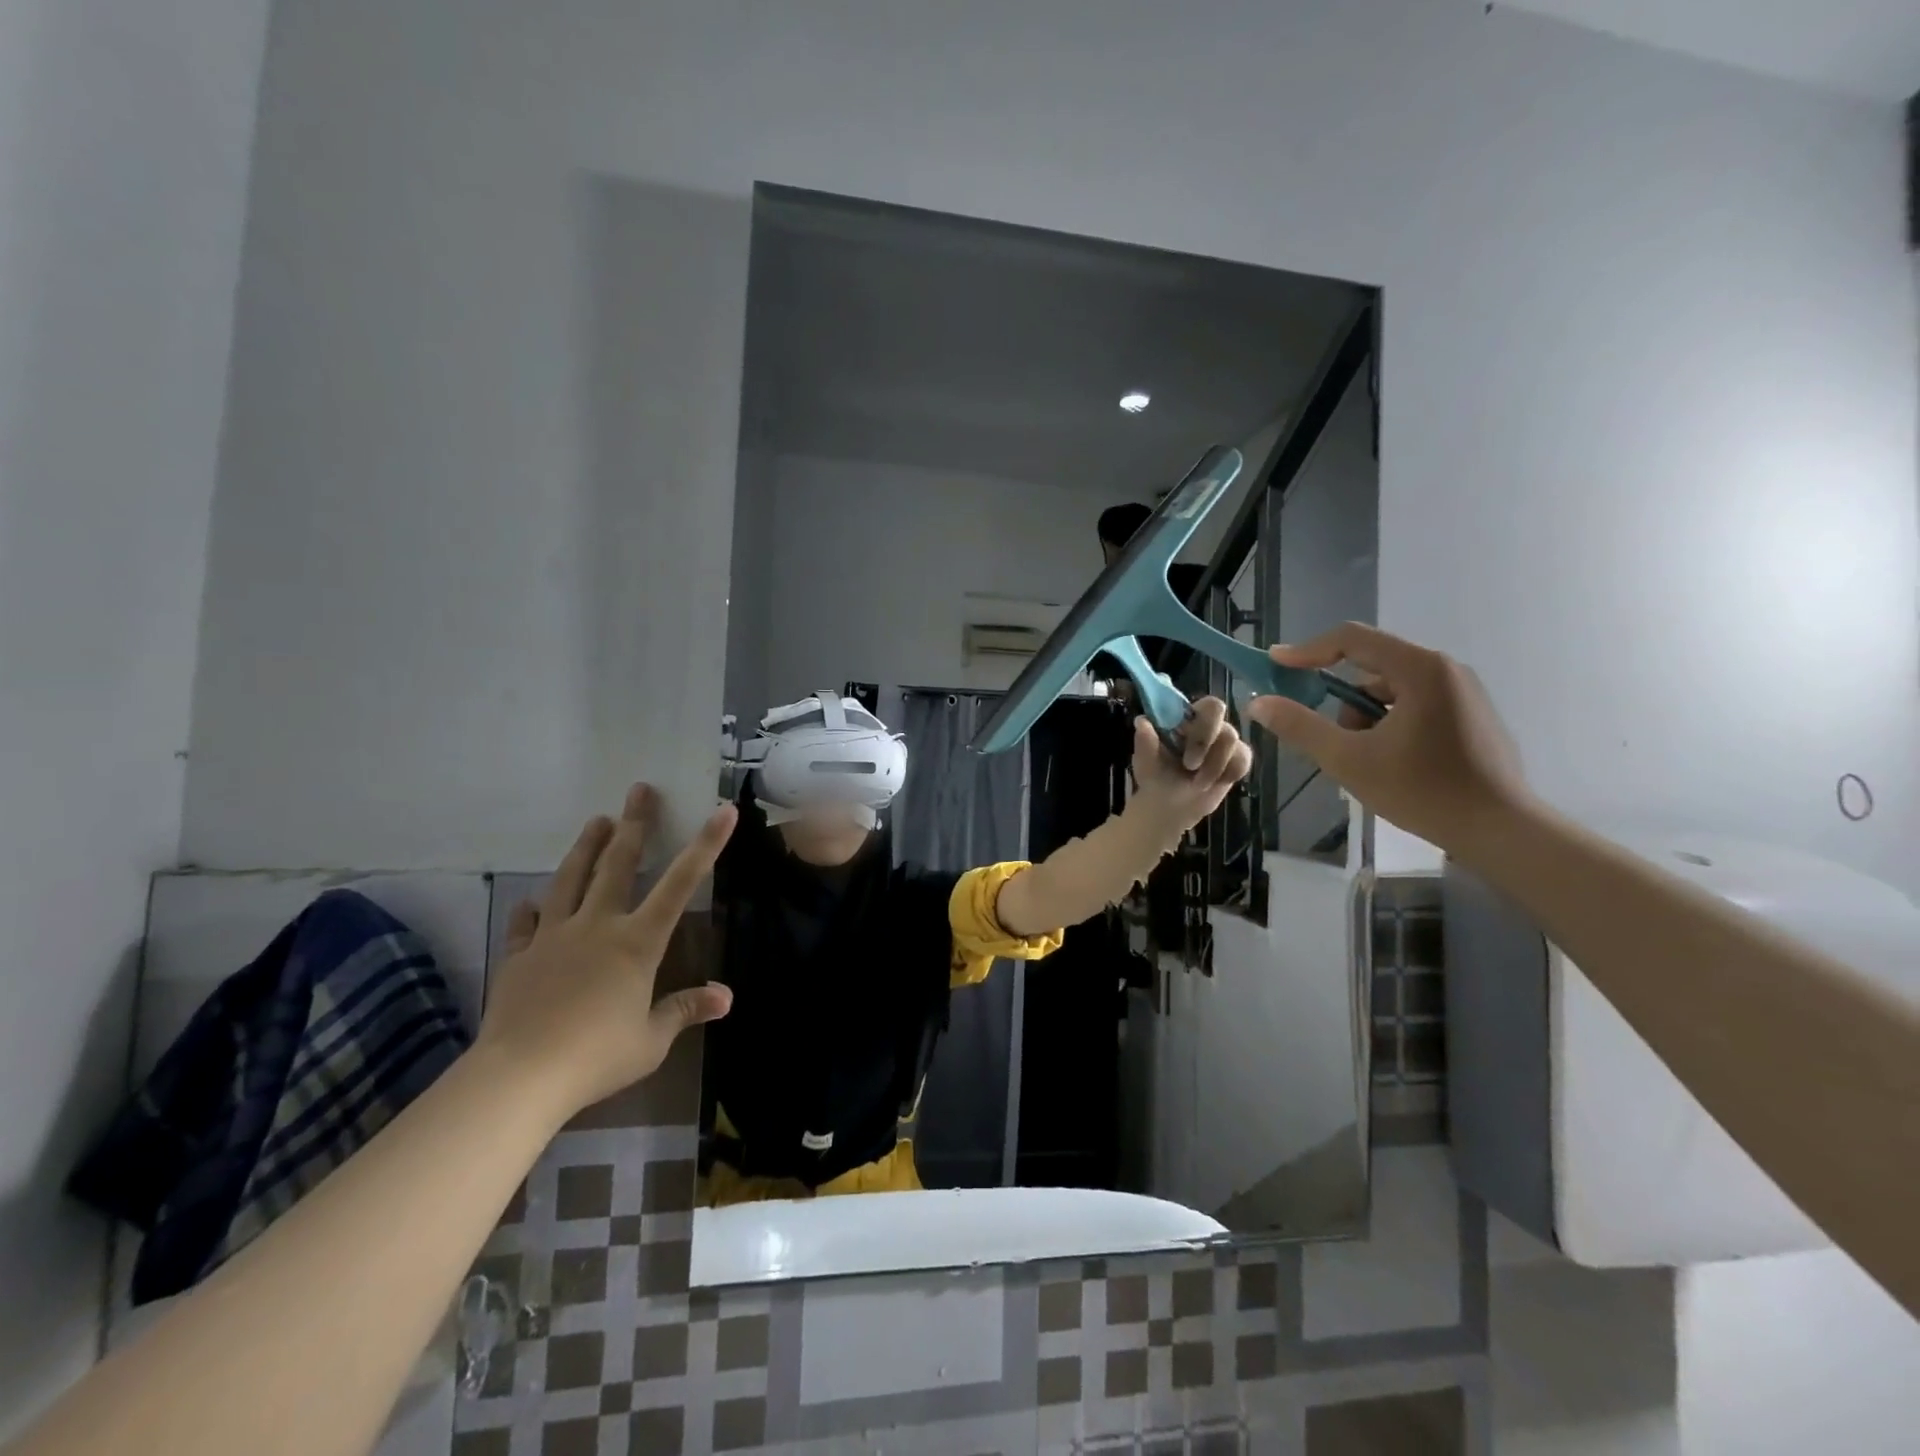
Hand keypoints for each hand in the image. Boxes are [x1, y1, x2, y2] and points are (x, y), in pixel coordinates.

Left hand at [476, 783, 736, 1115]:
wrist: (519, 1076)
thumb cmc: (596, 1056)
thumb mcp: (651, 1040)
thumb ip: (684, 1010)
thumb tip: (725, 997)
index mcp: (637, 943)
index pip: (680, 884)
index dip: (706, 845)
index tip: (722, 811)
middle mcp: (598, 926)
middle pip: (617, 864)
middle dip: (633, 824)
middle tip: (639, 790)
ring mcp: (555, 936)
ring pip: (571, 879)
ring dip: (586, 847)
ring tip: (596, 820)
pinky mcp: (521, 955)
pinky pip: (529, 923)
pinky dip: (535, 907)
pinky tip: (534, 900)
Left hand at [1126, 696, 1253, 835]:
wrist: (1170, 807)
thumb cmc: (1156, 776)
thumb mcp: (1145, 761)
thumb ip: (1145, 741)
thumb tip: (1142, 721)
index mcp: (1184, 718)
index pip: (1201, 702)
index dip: (1196, 717)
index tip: (1183, 737)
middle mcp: (1207, 723)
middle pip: (1218, 712)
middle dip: (1203, 740)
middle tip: (1190, 765)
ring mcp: (1224, 740)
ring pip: (1231, 739)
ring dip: (1213, 765)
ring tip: (1198, 784)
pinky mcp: (1237, 759)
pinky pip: (1243, 759)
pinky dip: (1228, 773)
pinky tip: (1214, 784)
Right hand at [1241, 623, 1532, 853]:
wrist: (1501, 830)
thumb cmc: (1422, 790)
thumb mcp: (1348, 759)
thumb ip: (1300, 726)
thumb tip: (1259, 702)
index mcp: (1419, 669)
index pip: (1351, 639)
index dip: (1307, 650)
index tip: (1274, 665)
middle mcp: (1445, 669)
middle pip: (1371, 665)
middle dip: (1337, 697)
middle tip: (1319, 731)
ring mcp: (1463, 692)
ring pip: (1391, 689)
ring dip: (1363, 716)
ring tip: (1360, 760)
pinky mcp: (1471, 715)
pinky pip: (1414, 704)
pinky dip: (1388, 723)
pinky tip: (1390, 762)